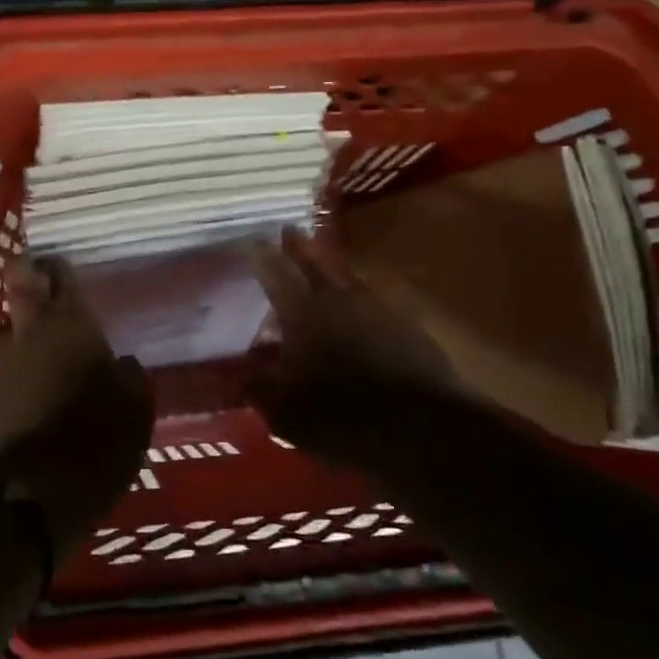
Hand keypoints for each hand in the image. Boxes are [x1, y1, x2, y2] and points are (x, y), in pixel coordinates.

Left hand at [0, 258, 153, 561]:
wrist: (32, 497)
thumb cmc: (96, 440)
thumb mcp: (136, 407)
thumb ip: (129, 375)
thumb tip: (121, 366)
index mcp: (65, 323)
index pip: (54, 272)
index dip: (57, 268)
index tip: (64, 276)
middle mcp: (24, 334)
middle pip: (25, 302)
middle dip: (40, 308)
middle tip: (66, 331)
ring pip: (14, 341)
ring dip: (32, 351)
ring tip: (57, 379)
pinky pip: (5, 377)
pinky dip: (20, 384)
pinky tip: (39, 409)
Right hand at [247, 228, 456, 466]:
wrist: (418, 429)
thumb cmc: (338, 415)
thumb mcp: (283, 410)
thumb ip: (259, 387)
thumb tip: (240, 374)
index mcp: (302, 311)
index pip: (275, 272)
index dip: (261, 255)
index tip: (251, 240)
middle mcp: (339, 298)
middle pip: (315, 263)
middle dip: (298, 247)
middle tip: (287, 230)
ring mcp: (378, 308)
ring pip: (348, 279)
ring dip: (332, 271)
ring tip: (322, 268)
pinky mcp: (408, 326)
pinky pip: (375, 302)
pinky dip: (360, 301)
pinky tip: (359, 311)